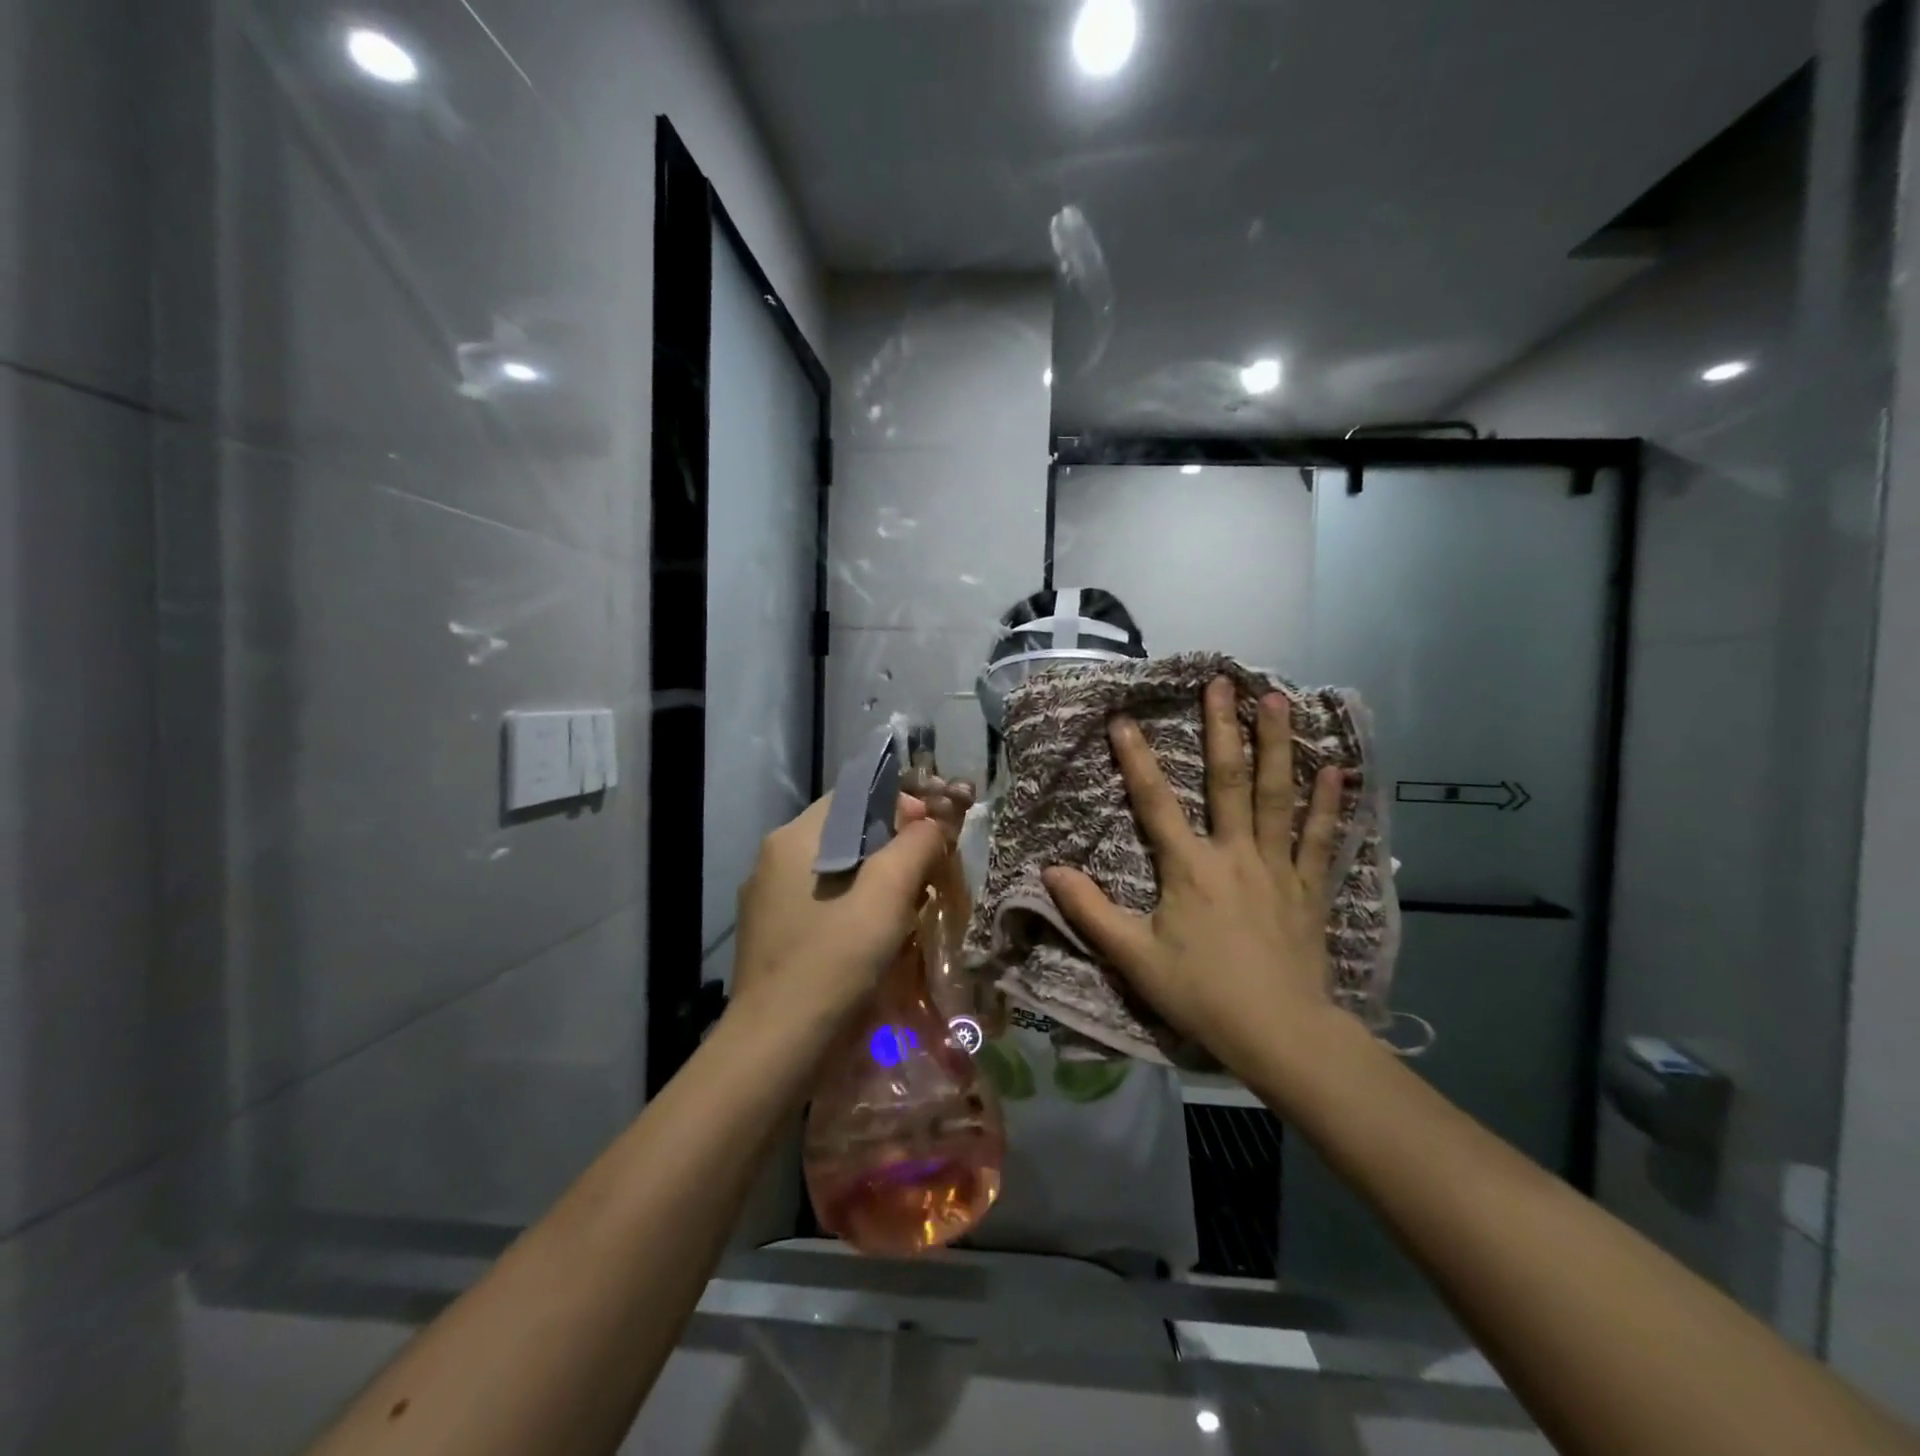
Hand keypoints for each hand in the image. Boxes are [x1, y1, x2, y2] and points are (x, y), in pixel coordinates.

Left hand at [730, 787, 970, 1028]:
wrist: (776, 1048)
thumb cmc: (835, 960)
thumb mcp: (887, 895)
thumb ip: (915, 845)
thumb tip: (931, 824)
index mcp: (794, 838)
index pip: (854, 796)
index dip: (900, 807)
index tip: (931, 838)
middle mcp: (773, 859)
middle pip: (846, 832)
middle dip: (892, 847)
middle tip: (927, 877)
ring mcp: (767, 899)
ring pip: (836, 869)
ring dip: (875, 880)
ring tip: (907, 910)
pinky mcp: (771, 933)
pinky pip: (820, 902)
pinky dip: (852, 907)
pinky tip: (872, 938)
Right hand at [1042, 677, 1345, 1079]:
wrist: (1279, 1033)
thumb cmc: (1201, 993)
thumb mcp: (1133, 957)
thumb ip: (1091, 912)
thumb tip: (1049, 872)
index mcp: (1189, 868)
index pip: (1155, 803)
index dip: (1136, 759)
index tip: (1123, 718)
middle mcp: (1234, 854)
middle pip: (1228, 781)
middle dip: (1222, 729)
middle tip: (1222, 682)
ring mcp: (1277, 867)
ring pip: (1278, 796)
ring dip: (1277, 745)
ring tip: (1279, 699)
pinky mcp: (1309, 888)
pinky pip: (1321, 838)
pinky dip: (1329, 803)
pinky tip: (1338, 767)